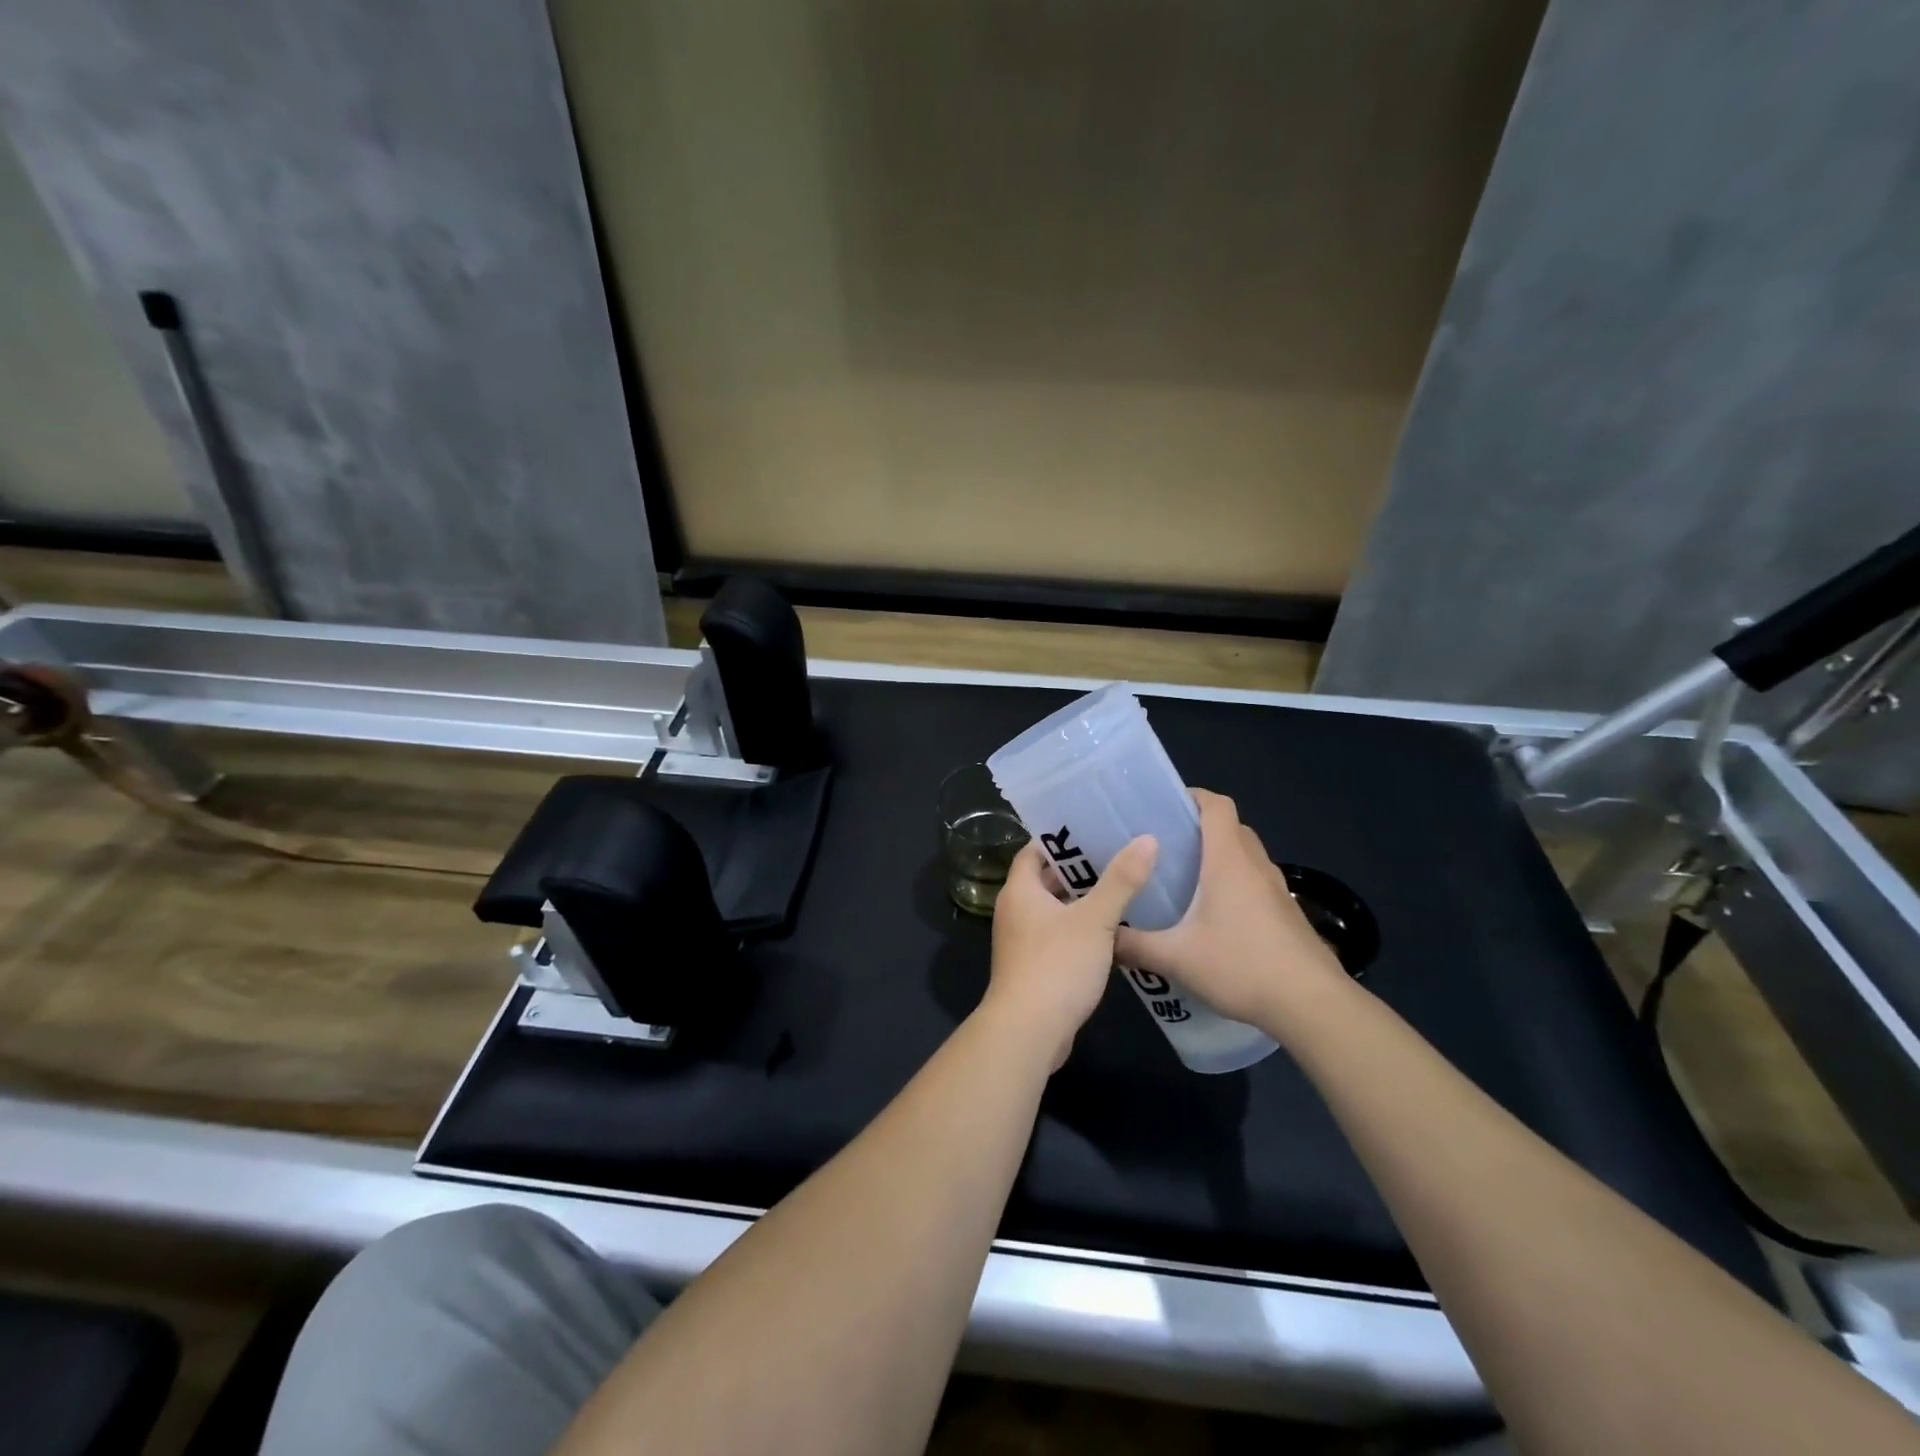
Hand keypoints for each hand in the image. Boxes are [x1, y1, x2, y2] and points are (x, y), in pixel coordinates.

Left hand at [983, 835, 1157, 1067]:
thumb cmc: (1057, 965)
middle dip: (1076, 870)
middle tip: (1115, 856)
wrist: (1029, 1031)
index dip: (1059, 839)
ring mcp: (1021, 942)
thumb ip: (1121, 881)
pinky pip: (1056, 937)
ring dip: (1080, 902)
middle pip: (1044, 880)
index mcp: (1020, 891)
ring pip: (1052, 911)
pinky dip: (1078, 930)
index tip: (1091, 829)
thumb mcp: (1095, 919)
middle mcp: (1014, 912)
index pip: (1034, 851)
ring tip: (1120, 889)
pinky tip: (1111, 932)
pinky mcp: (1033, 968)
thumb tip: (1147, 840)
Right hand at [1114, 789, 1347, 1036]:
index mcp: (1228, 860)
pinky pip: (1255, 882)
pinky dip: (1233, 884)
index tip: (1163, 805)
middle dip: (1198, 828)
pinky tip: (1212, 917)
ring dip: (1218, 857)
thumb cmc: (1242, 966)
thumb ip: (1134, 945)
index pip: (1216, 805)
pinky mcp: (1286, 914)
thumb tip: (1102, 938)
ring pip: (1245, 856)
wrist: (1312, 1005)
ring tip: (1182, 880)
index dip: (1192, 796)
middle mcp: (1255, 865)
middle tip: (1163, 846)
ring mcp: (1276, 890)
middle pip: (1230, 827)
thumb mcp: (1176, 958)